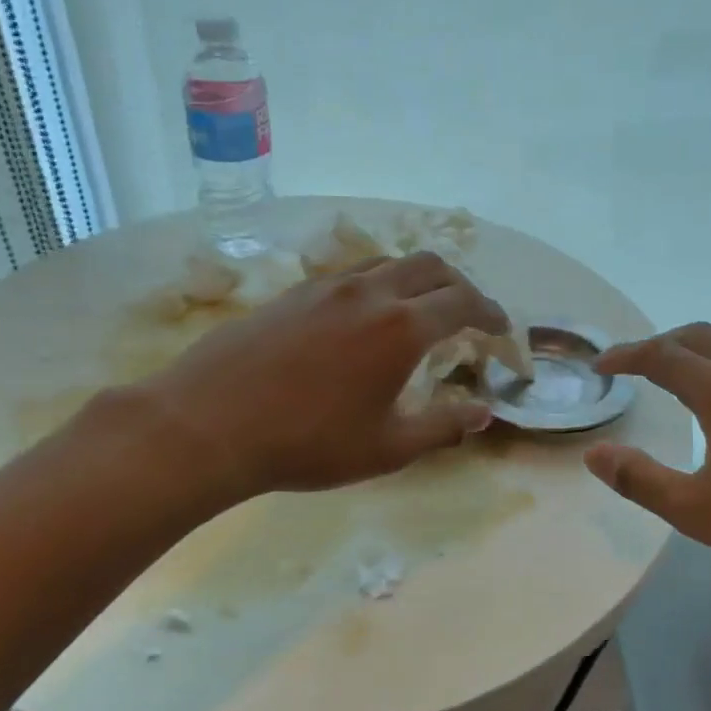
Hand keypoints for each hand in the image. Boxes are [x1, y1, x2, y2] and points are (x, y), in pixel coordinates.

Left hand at [130, 252, 507, 506]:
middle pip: (431, 267)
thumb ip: (442, 426)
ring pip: (389, 263)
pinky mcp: (295, 292)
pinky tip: (365, 317)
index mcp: (402, 328)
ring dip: (418, 280)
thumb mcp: (386, 448)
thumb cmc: (307, 443)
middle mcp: (370, 293)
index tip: (501, 331)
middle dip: (461, 286)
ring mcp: (328, 286)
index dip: (491, 314)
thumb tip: (483, 414)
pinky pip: (352, 273)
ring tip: (420, 311)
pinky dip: (379, 284)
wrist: (208, 423)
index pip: (464, 303)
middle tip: (469, 316)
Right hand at [583, 323, 710, 591]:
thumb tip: (595, 455)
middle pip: (700, 337)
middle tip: (637, 363)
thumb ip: (640, 480)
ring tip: (686, 375)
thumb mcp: (698, 510)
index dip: (625, 356)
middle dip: (661, 344)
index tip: (601, 364)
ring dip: (702, 350)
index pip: (660, 355)